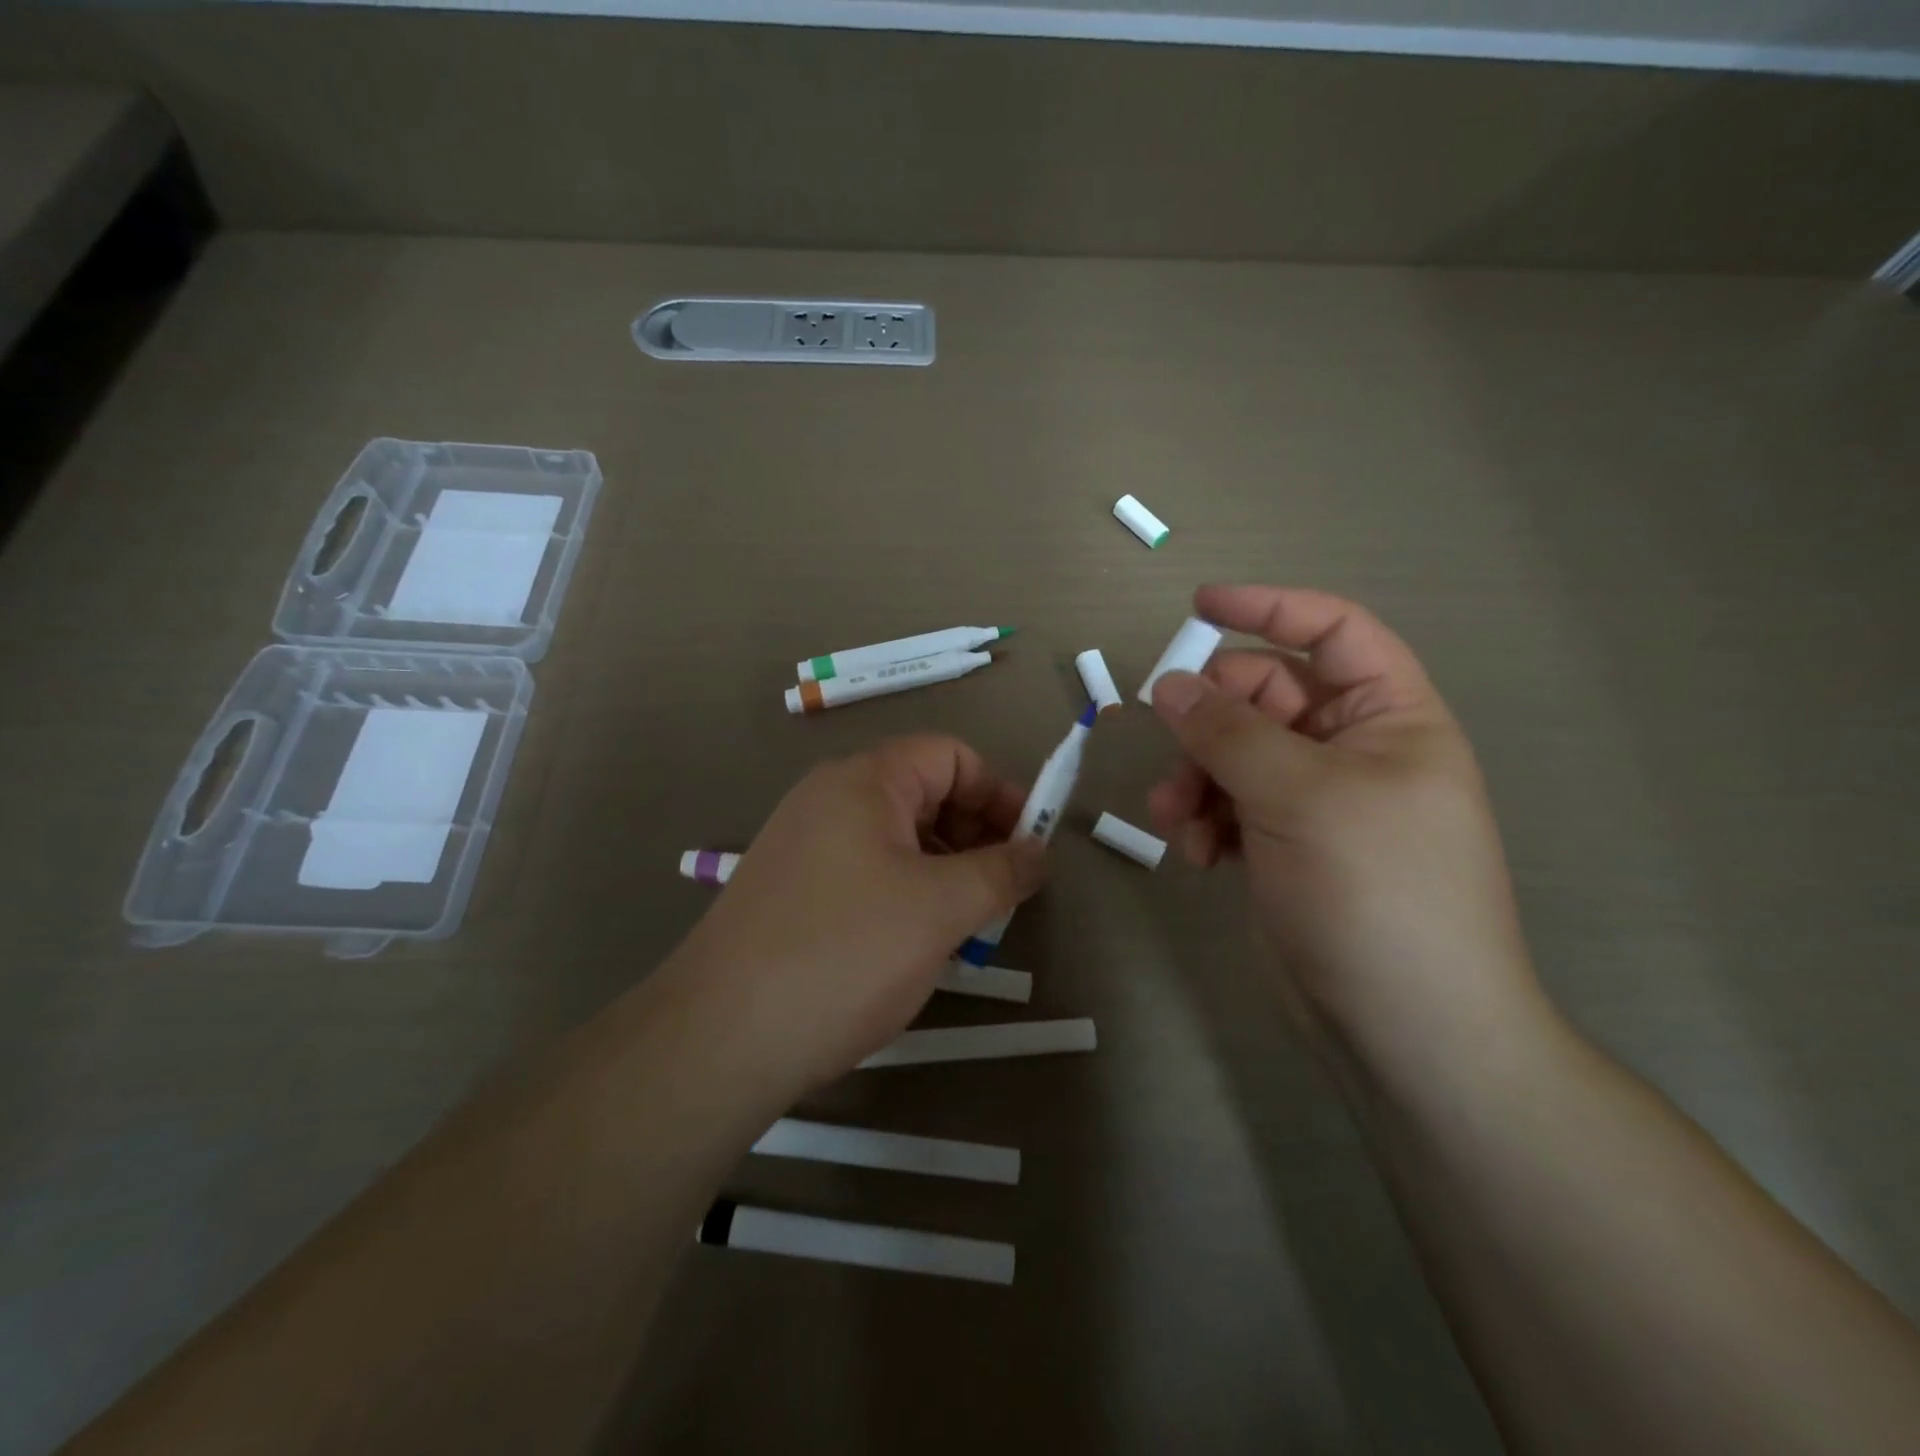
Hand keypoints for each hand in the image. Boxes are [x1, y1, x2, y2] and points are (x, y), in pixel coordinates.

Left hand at [664, 735, 1046, 1097]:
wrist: (722, 1036)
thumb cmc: (845, 954)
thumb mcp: (940, 908)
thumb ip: (1001, 871)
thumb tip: (1039, 852)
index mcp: (864, 780)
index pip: (951, 756)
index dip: (1000, 793)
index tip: (1031, 846)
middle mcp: (829, 798)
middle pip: (924, 792)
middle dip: (975, 833)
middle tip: (1003, 891)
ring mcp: (805, 843)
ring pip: (897, 837)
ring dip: (944, 868)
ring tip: (966, 923)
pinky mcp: (793, 887)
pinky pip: (867, 870)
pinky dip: (906, 891)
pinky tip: (916, 941)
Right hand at [1147, 585, 1540, 1069]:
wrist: (1402, 1026)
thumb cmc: (1375, 892)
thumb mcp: (1300, 797)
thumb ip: (1228, 732)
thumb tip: (1169, 685)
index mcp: (1388, 716)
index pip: (1332, 632)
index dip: (1269, 609)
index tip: (1198, 606)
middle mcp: (1350, 748)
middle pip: (1262, 696)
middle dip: (1210, 720)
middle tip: (1171, 741)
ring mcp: (1311, 799)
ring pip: (1230, 753)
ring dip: (1194, 777)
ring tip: (1177, 817)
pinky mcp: (1278, 843)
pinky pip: (1224, 803)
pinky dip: (1201, 818)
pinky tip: (1194, 852)